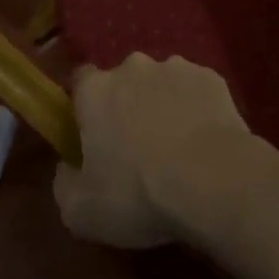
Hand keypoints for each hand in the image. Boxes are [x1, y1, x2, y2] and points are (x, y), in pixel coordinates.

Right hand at [52, 55, 251, 247]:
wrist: (214, 181)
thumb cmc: (139, 194)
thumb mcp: (81, 211)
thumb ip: (64, 183)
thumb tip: (68, 168)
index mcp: (96, 90)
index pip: (80, 81)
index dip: (84, 106)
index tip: (91, 134)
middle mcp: (133, 67)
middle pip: (123, 81)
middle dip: (126, 106)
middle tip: (136, 147)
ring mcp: (176, 68)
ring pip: (161, 84)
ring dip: (162, 105)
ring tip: (176, 147)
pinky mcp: (211, 77)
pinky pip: (194, 91)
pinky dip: (195, 108)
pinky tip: (203, 141)